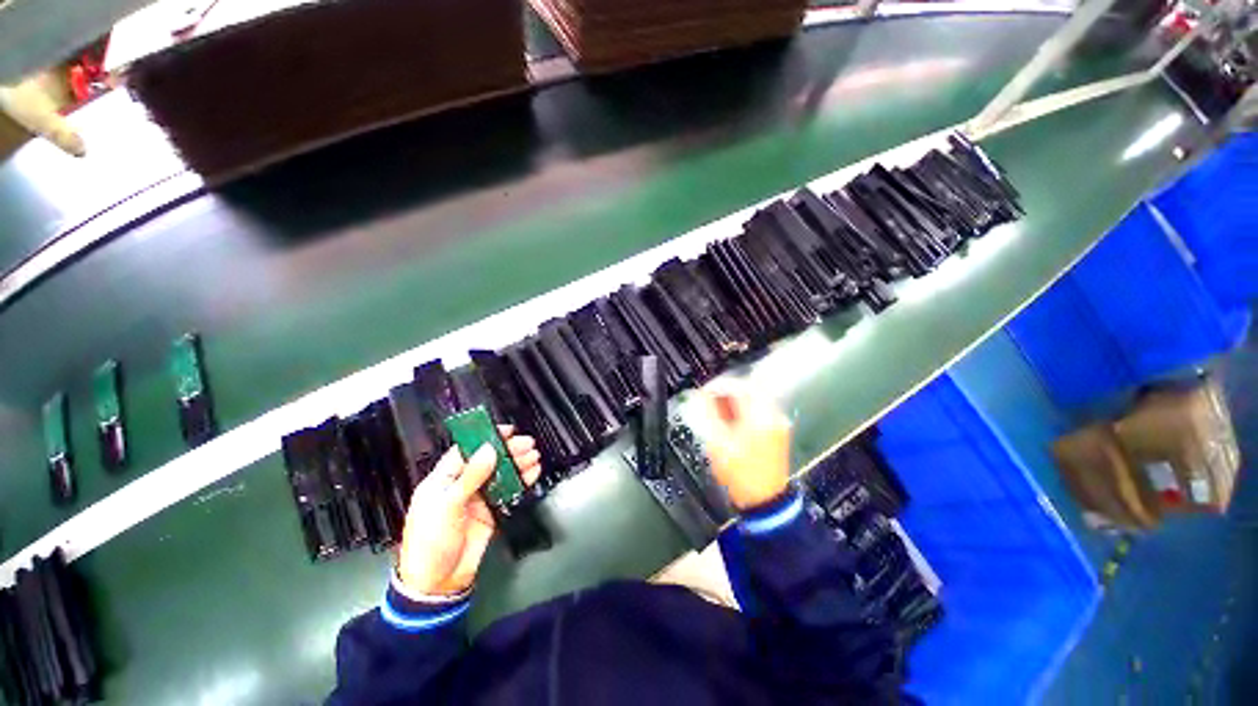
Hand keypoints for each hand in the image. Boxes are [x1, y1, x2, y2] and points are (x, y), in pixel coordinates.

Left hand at [396, 426, 541, 596]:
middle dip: (508, 450)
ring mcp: (477, 499)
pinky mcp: (491, 512)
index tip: (506, 431)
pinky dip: (521, 482)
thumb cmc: (431, 542)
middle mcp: (462, 485)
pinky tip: (533, 473)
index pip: (466, 451)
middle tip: (528, 443)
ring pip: (501, 475)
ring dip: (518, 464)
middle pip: (488, 460)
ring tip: (534, 455)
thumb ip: (470, 477)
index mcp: (443, 480)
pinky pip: (508, 492)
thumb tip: (489, 450)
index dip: (486, 438)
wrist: (437, 583)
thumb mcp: (446, 506)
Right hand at [697, 381, 791, 510]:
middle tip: (709, 398)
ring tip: (717, 408)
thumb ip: (707, 414)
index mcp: (760, 416)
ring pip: (754, 397)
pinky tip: (731, 418)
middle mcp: (773, 414)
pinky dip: (743, 408)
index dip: (718, 385)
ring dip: (734, 399)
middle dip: (726, 390)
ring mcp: (777, 422)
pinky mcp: (777, 430)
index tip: (704, 391)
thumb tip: (698, 396)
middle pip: (748, 388)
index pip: (739, 386)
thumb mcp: (717, 443)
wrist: (764, 501)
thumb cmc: (740, 474)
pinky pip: (758, 408)